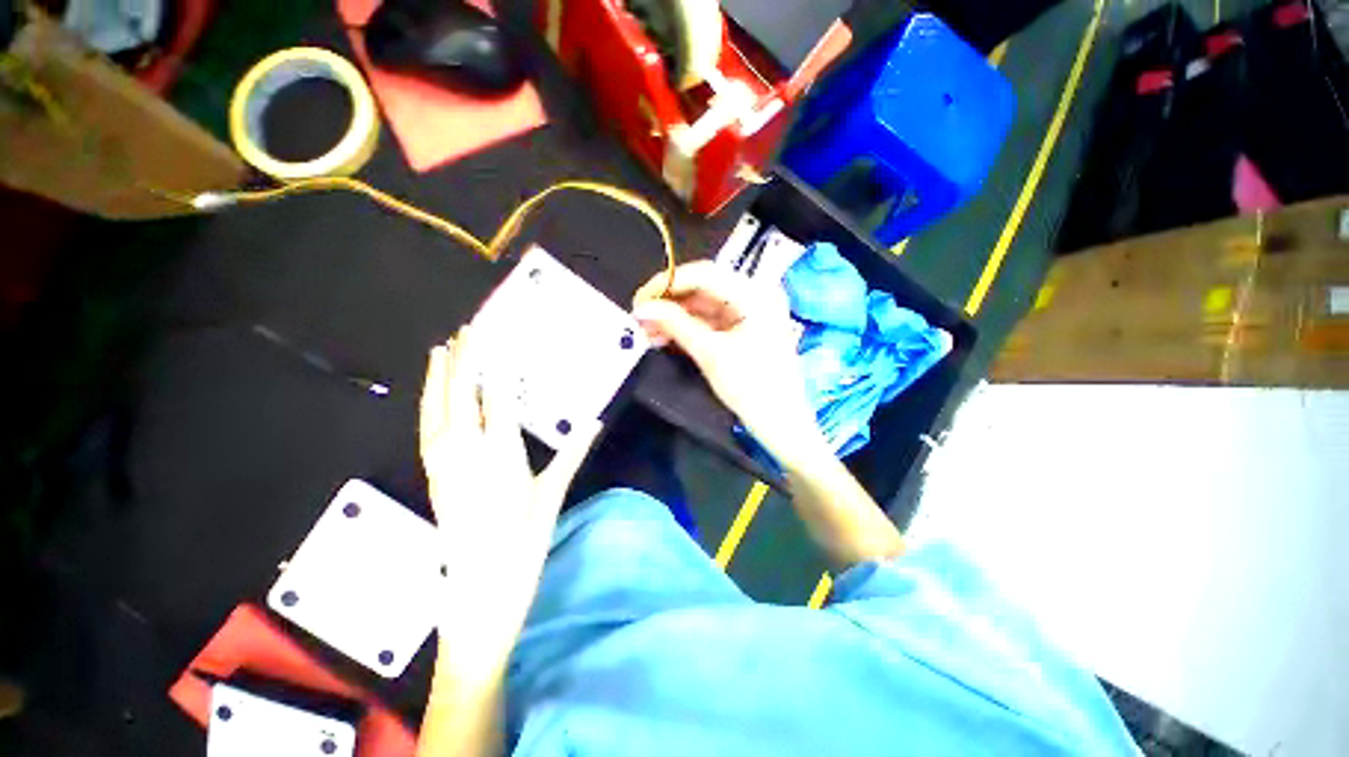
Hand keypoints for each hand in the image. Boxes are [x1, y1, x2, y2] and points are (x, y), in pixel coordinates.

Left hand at [418, 325, 595, 659]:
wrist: (478, 595)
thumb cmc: (523, 544)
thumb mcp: (551, 496)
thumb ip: (571, 453)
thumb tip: (594, 421)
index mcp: (500, 455)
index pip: (495, 397)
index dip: (494, 364)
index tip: (496, 336)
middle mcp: (465, 453)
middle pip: (460, 396)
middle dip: (463, 359)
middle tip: (467, 329)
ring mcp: (444, 465)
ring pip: (436, 410)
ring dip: (439, 376)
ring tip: (442, 348)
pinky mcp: (434, 477)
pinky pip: (427, 429)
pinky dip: (428, 404)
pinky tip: (432, 394)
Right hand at [632, 261, 827, 468]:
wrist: (780, 423)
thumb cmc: (752, 388)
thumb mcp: (710, 353)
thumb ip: (675, 325)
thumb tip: (641, 308)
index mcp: (754, 294)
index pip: (703, 274)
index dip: (667, 283)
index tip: (639, 299)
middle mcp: (754, 295)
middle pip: (702, 288)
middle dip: (668, 303)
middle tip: (639, 318)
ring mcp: (748, 313)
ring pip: (702, 306)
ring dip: (674, 317)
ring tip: (646, 332)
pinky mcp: (742, 330)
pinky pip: (709, 322)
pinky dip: (687, 328)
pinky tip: (664, 337)